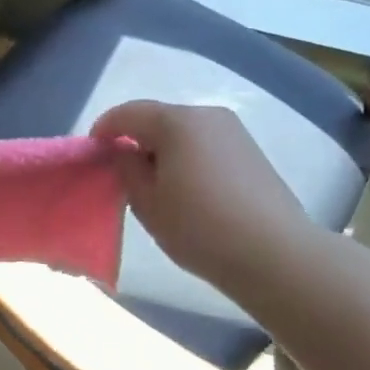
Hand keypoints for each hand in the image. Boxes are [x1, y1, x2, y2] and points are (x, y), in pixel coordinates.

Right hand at [92, 100, 324, 289]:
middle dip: (135, 139)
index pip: (127, 113)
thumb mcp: (147, 202)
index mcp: (176, 121)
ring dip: (162, 149)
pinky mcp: (251, 151)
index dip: (103, 130)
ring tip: (156, 185)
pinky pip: (205, 144)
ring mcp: (233, 131)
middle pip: (157, 118)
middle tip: (123, 173)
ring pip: (183, 132)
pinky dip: (187, 157)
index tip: (93, 153)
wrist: (276, 255)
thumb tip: (126, 152)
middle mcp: (206, 115)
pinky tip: (188, 189)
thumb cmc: (200, 227)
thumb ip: (127, 169)